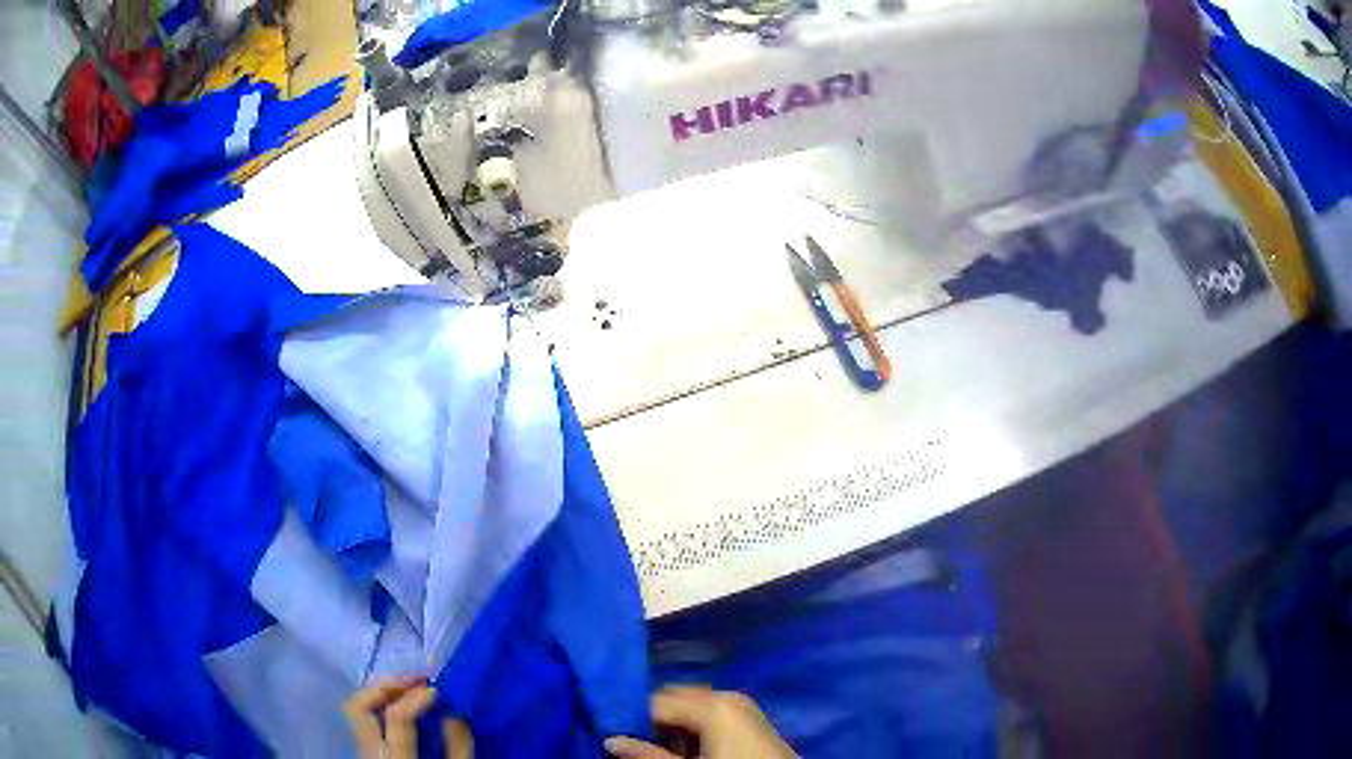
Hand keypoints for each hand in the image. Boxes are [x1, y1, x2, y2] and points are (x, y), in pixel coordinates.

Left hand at [343, 676, 474, 758]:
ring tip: (407, 689)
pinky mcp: (365, 755)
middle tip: (413, 681)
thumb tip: (453, 712)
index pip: (398, 719)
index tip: (437, 690)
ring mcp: (363, 754)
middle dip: (384, 688)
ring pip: (355, 712)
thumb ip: (458, 748)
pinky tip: (399, 707)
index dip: (416, 698)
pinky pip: (363, 723)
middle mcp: (371, 755)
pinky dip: (379, 708)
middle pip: (358, 708)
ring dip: (379, 694)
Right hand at [605, 686, 795, 758]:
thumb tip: (611, 740)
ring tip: (664, 752)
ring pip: (692, 706)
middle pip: (674, 698)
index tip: (613, 734)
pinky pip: (712, 714)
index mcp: (711, 705)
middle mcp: (727, 695)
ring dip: (674, 726)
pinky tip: (691, 750)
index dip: (631, 719)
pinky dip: (695, 728)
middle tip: (637, 745)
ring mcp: (743, 705)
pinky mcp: (752, 718)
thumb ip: (647, 755)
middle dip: (653, 720)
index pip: (653, 701)